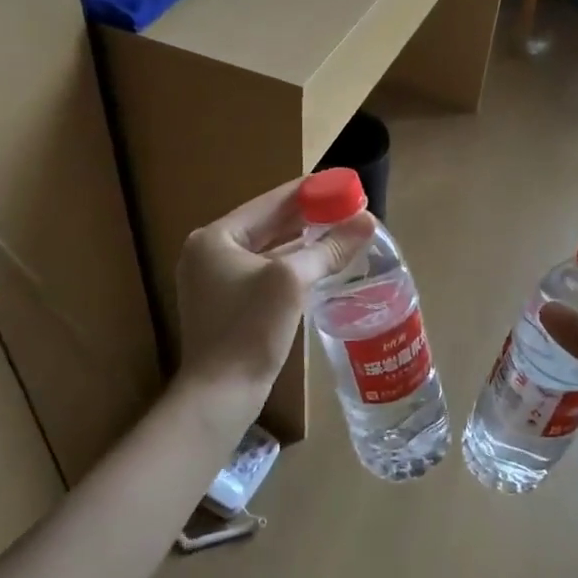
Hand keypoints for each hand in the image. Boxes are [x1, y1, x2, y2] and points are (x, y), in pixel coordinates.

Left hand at [174, 180, 372, 420]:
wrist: (220, 394)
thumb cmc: (249, 328)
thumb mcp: (291, 281)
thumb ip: (328, 248)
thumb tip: (366, 220)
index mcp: (216, 237)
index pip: (270, 201)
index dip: (310, 191)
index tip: (344, 183)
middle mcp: (210, 253)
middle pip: (269, 225)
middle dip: (310, 217)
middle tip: (350, 208)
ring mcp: (216, 281)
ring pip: (269, 251)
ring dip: (304, 242)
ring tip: (343, 231)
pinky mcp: (229, 305)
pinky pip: (266, 274)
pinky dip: (293, 266)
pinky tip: (322, 264)